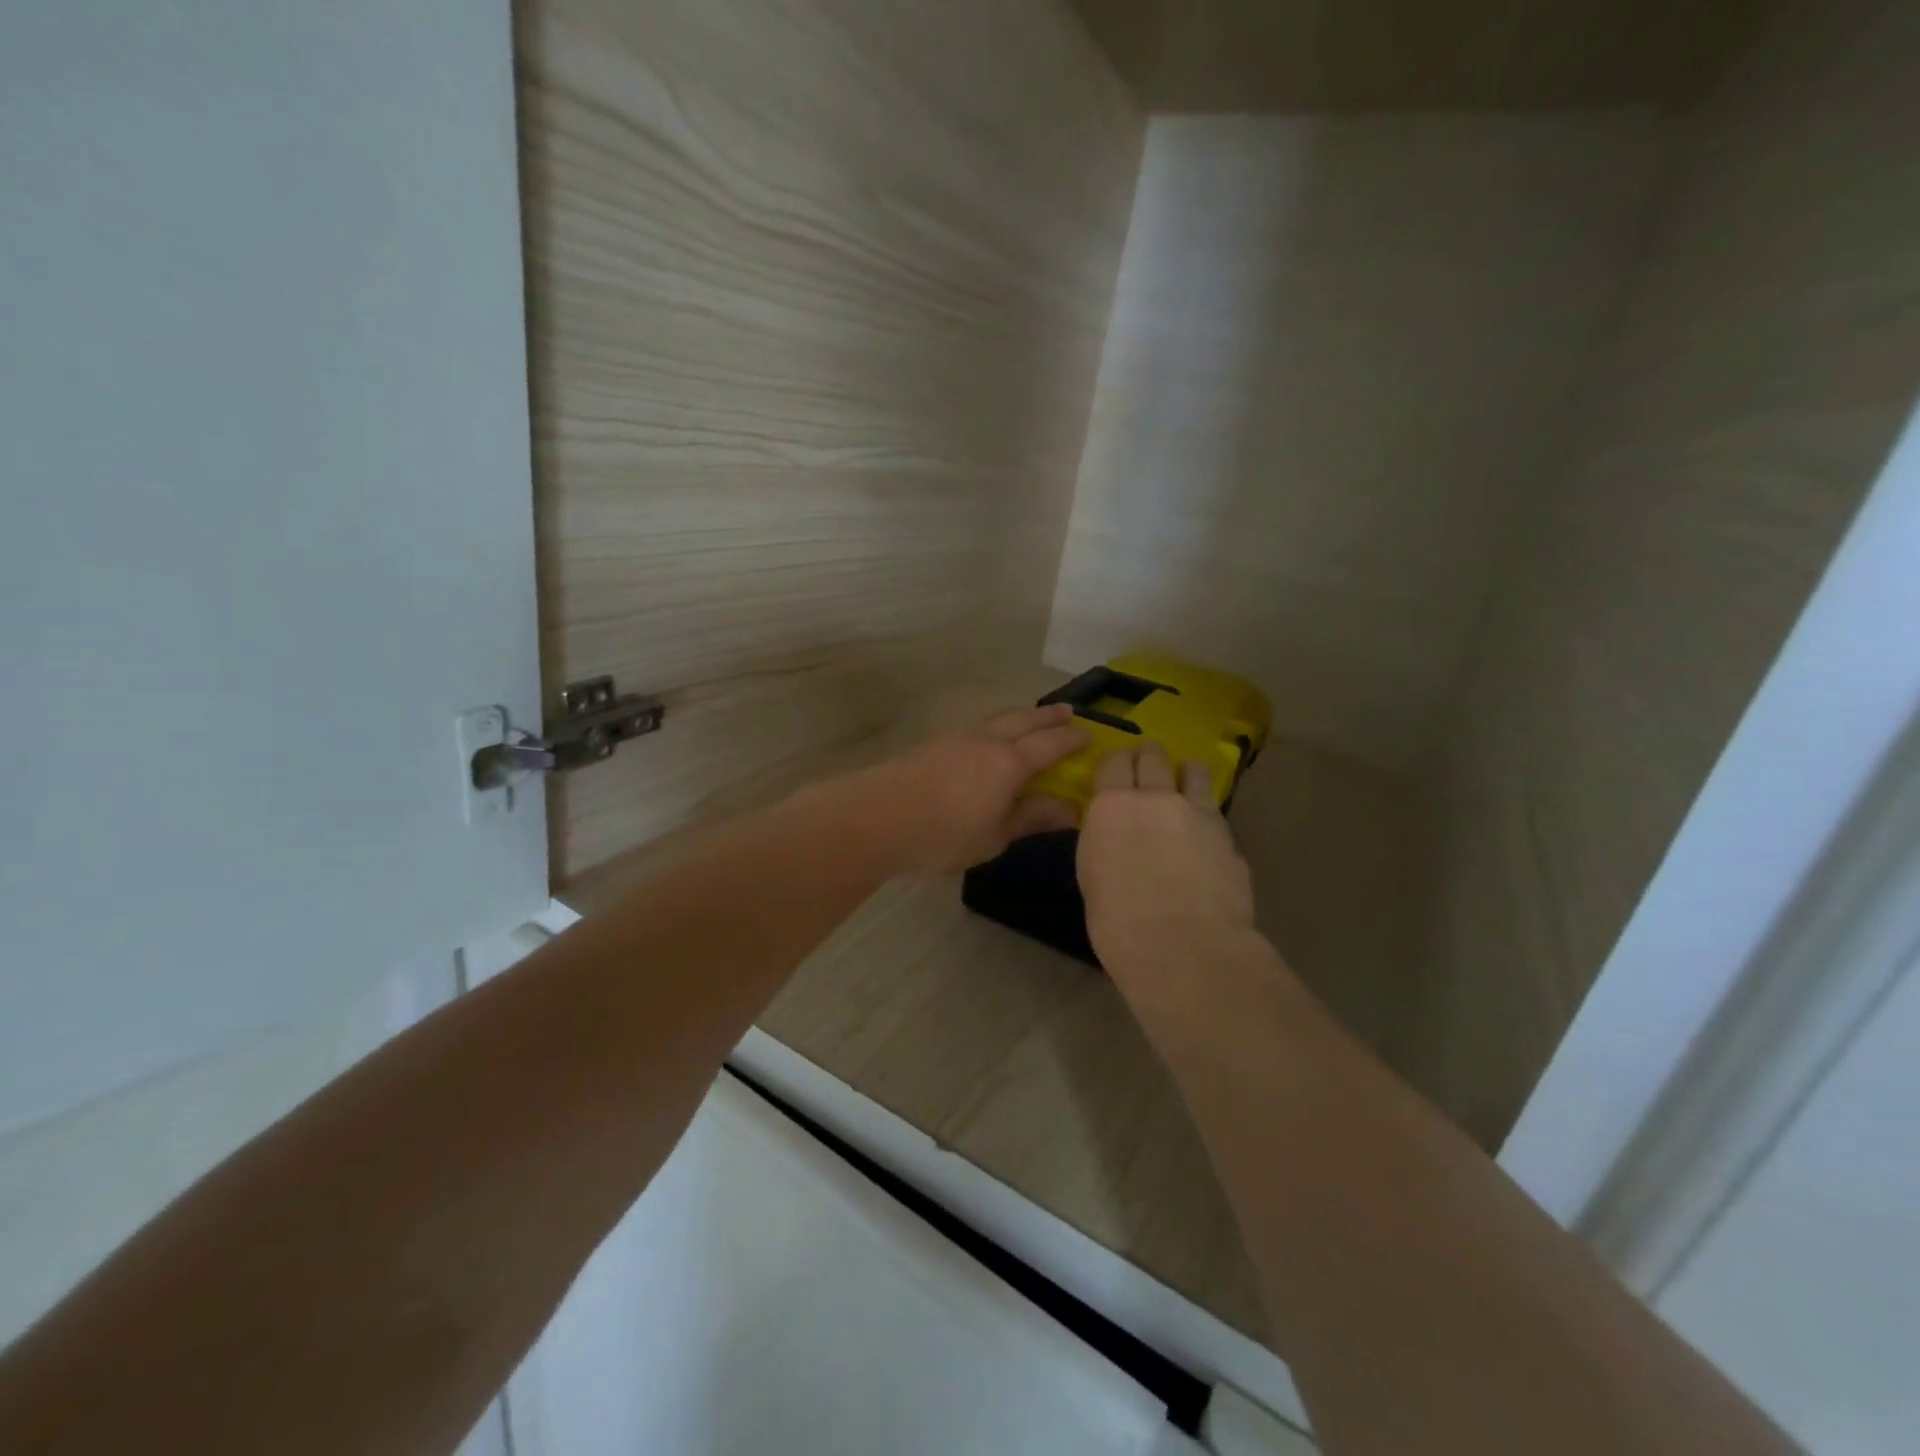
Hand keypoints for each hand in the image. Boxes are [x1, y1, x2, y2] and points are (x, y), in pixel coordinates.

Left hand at [844, 704, 1087, 875]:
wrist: (876, 819)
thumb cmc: (943, 835)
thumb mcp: (994, 836)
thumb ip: (1031, 818)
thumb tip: (1070, 809)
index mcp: (1009, 763)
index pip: (1050, 745)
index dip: (1072, 740)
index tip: (1090, 736)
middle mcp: (986, 741)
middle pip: (1024, 720)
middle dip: (1048, 716)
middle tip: (1068, 712)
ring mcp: (956, 738)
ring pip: (996, 719)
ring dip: (1019, 717)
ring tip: (1030, 721)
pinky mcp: (933, 745)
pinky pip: (976, 727)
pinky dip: (994, 727)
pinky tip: (988, 740)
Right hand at [1078, 745, 1254, 967]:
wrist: (1184, 948)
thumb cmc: (1119, 923)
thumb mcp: (1093, 875)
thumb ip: (1106, 841)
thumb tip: (1115, 834)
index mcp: (1111, 807)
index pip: (1113, 761)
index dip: (1115, 764)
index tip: (1114, 774)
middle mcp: (1155, 797)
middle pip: (1153, 755)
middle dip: (1149, 758)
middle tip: (1147, 771)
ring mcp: (1197, 812)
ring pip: (1194, 770)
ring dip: (1185, 774)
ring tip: (1184, 786)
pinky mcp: (1228, 833)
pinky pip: (1214, 808)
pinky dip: (1206, 811)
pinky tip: (1204, 831)